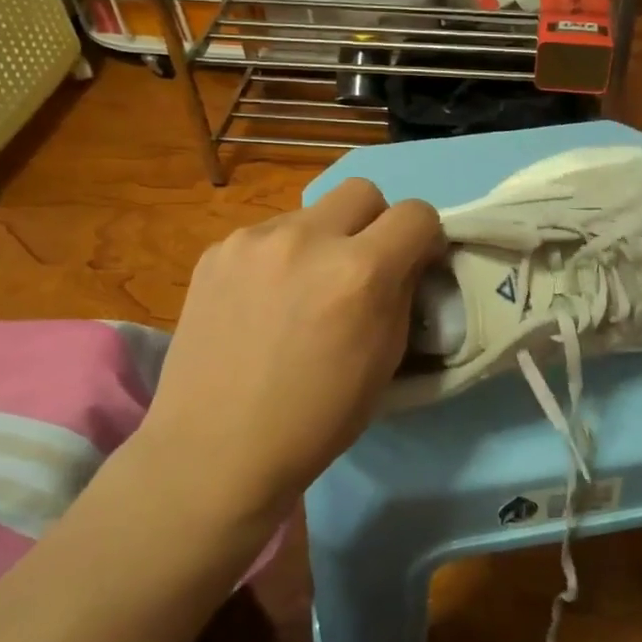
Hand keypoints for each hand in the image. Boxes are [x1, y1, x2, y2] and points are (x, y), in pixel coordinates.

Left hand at [132, 179, 442, 520]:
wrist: (215, 450)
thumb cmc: (317, 418)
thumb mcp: (386, 359)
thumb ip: (402, 294)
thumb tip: (406, 262)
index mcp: (358, 271)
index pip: (416, 214)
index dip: (425, 238)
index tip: (415, 264)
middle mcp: (307, 238)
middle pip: (364, 191)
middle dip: (376, 222)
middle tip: (362, 267)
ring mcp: (253, 239)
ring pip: (311, 212)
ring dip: (323, 240)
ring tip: (302, 290)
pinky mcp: (216, 250)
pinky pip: (268, 234)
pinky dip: (280, 256)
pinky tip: (263, 302)